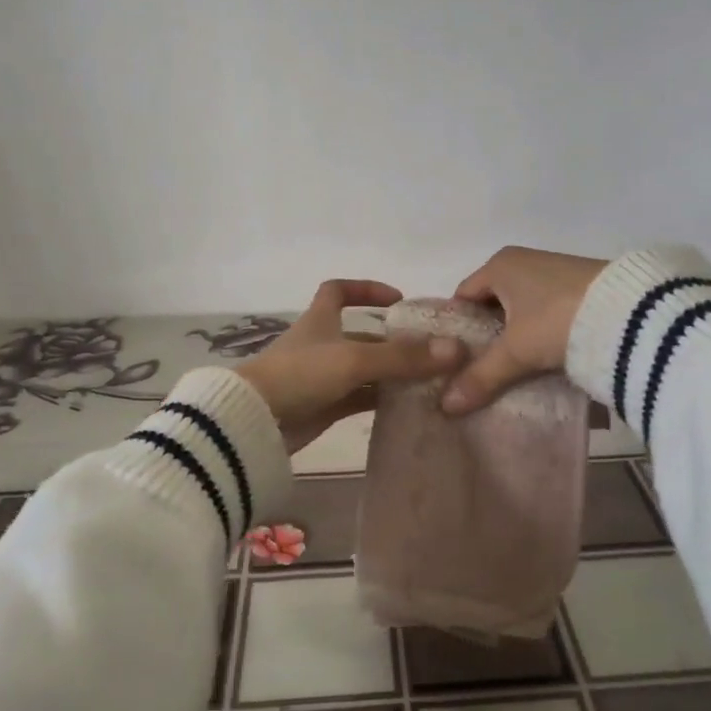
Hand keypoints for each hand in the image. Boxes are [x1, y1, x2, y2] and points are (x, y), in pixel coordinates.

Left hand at [237, 281, 465, 452]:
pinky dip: (382, 399)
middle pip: (363, 336)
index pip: (338, 290)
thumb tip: (455, 350)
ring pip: (365, 369)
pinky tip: (410, 406)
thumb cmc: (300, 375)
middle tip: (434, 352)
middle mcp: (322, 344)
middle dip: (395, 342)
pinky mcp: (324, 406)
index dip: (366, 289)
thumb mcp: (354, 360)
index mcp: (320, 319)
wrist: (255, 421)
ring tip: (432, 380)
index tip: (398, 299)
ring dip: (393, 373)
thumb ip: (403, 357)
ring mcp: (322, 377)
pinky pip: (360, 398)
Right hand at [440, 247, 608, 415]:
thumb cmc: (556, 320)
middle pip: (493, 304)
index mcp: (500, 265)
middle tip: (479, 370)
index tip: (454, 360)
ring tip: (511, 371)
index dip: (456, 328)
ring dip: (516, 337)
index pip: (463, 296)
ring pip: (522, 310)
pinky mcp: (581, 289)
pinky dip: (541, 334)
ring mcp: (555, 273)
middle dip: (487, 336)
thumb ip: (482, 376)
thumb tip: (446, 406)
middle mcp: (525, 261)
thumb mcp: (516, 351)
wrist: (630, 314)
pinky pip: (547, 313)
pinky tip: (543, 360)